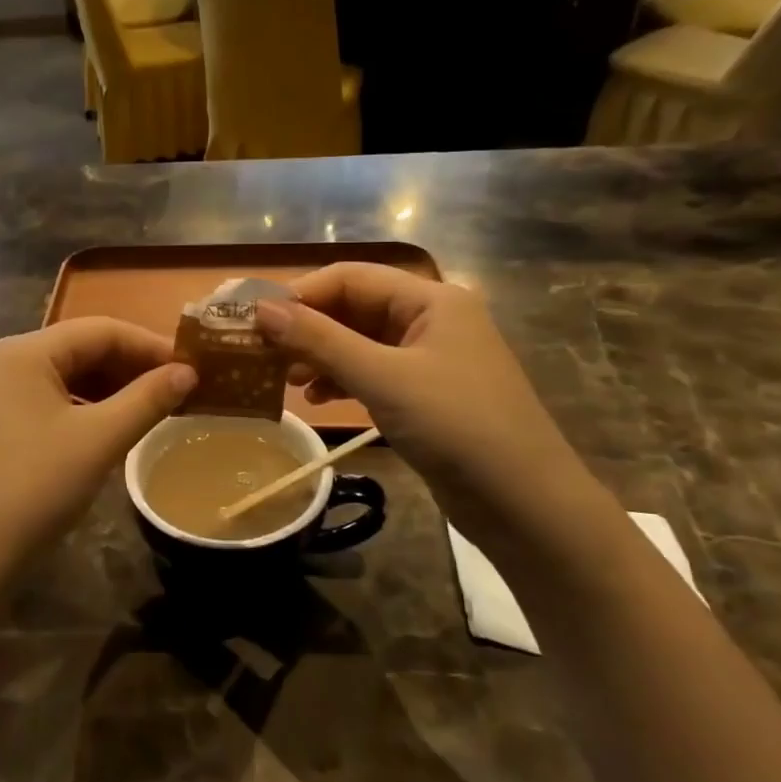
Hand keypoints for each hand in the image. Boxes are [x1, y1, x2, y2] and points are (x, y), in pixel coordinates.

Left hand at [0, 318, 195, 583]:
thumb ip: (147, 399)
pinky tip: (109, 427)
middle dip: (130, 366)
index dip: (150, 345)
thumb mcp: (100, 440)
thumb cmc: (36, 487)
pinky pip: (47, 399)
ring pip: (64, 376)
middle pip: (80, 349)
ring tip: (150, 407)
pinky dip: (83, 407)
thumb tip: (188, 372)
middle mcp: (3, 360)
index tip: (190, 367)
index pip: (100, 330)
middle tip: (176, 389)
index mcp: (25, 351)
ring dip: (109, 387)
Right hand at [253, 265, 590, 532]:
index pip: (351, 277)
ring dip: (321, 356)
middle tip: (263, 354)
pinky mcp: (428, 394)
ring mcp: (432, 358)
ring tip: (285, 381)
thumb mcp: (382, 379)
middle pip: (355, 308)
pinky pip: (374, 373)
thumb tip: (260, 308)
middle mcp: (432, 319)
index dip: (301, 294)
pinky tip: (317, 399)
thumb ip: (319, 340)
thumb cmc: (456, 426)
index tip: (255, 320)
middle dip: (308, 328)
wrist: (525, 504)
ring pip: (361, 342)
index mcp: (431, 299)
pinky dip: (343, 381)